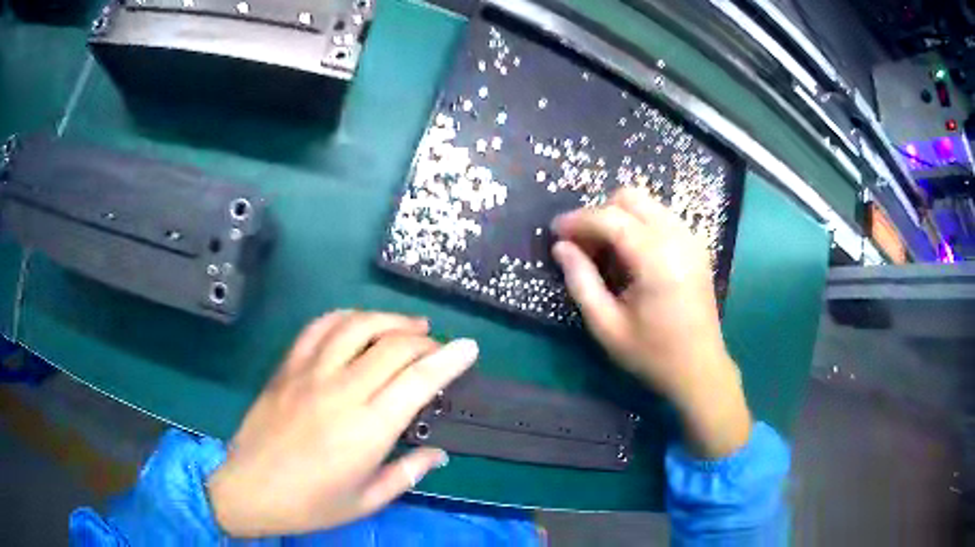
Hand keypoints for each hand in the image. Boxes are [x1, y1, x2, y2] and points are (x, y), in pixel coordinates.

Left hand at [206, 311, 478, 536]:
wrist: (249, 488)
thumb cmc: (311, 503)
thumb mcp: (367, 500)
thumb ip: (408, 473)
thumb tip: (439, 453)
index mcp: (366, 430)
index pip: (418, 380)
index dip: (449, 360)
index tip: (469, 348)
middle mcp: (341, 391)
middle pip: (392, 346)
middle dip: (425, 341)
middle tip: (439, 347)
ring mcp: (309, 373)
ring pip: (357, 325)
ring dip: (389, 319)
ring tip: (409, 325)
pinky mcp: (287, 366)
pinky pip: (319, 327)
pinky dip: (346, 317)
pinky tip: (359, 322)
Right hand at [551, 188, 750, 457]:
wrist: (700, 369)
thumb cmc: (652, 354)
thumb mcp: (607, 326)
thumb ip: (581, 282)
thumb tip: (560, 248)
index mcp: (656, 259)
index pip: (611, 218)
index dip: (578, 220)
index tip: (554, 231)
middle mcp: (677, 237)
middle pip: (630, 198)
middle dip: (600, 213)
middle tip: (583, 245)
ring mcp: (691, 238)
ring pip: (647, 203)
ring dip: (619, 218)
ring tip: (605, 253)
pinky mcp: (696, 246)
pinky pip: (661, 217)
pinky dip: (638, 225)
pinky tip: (631, 257)